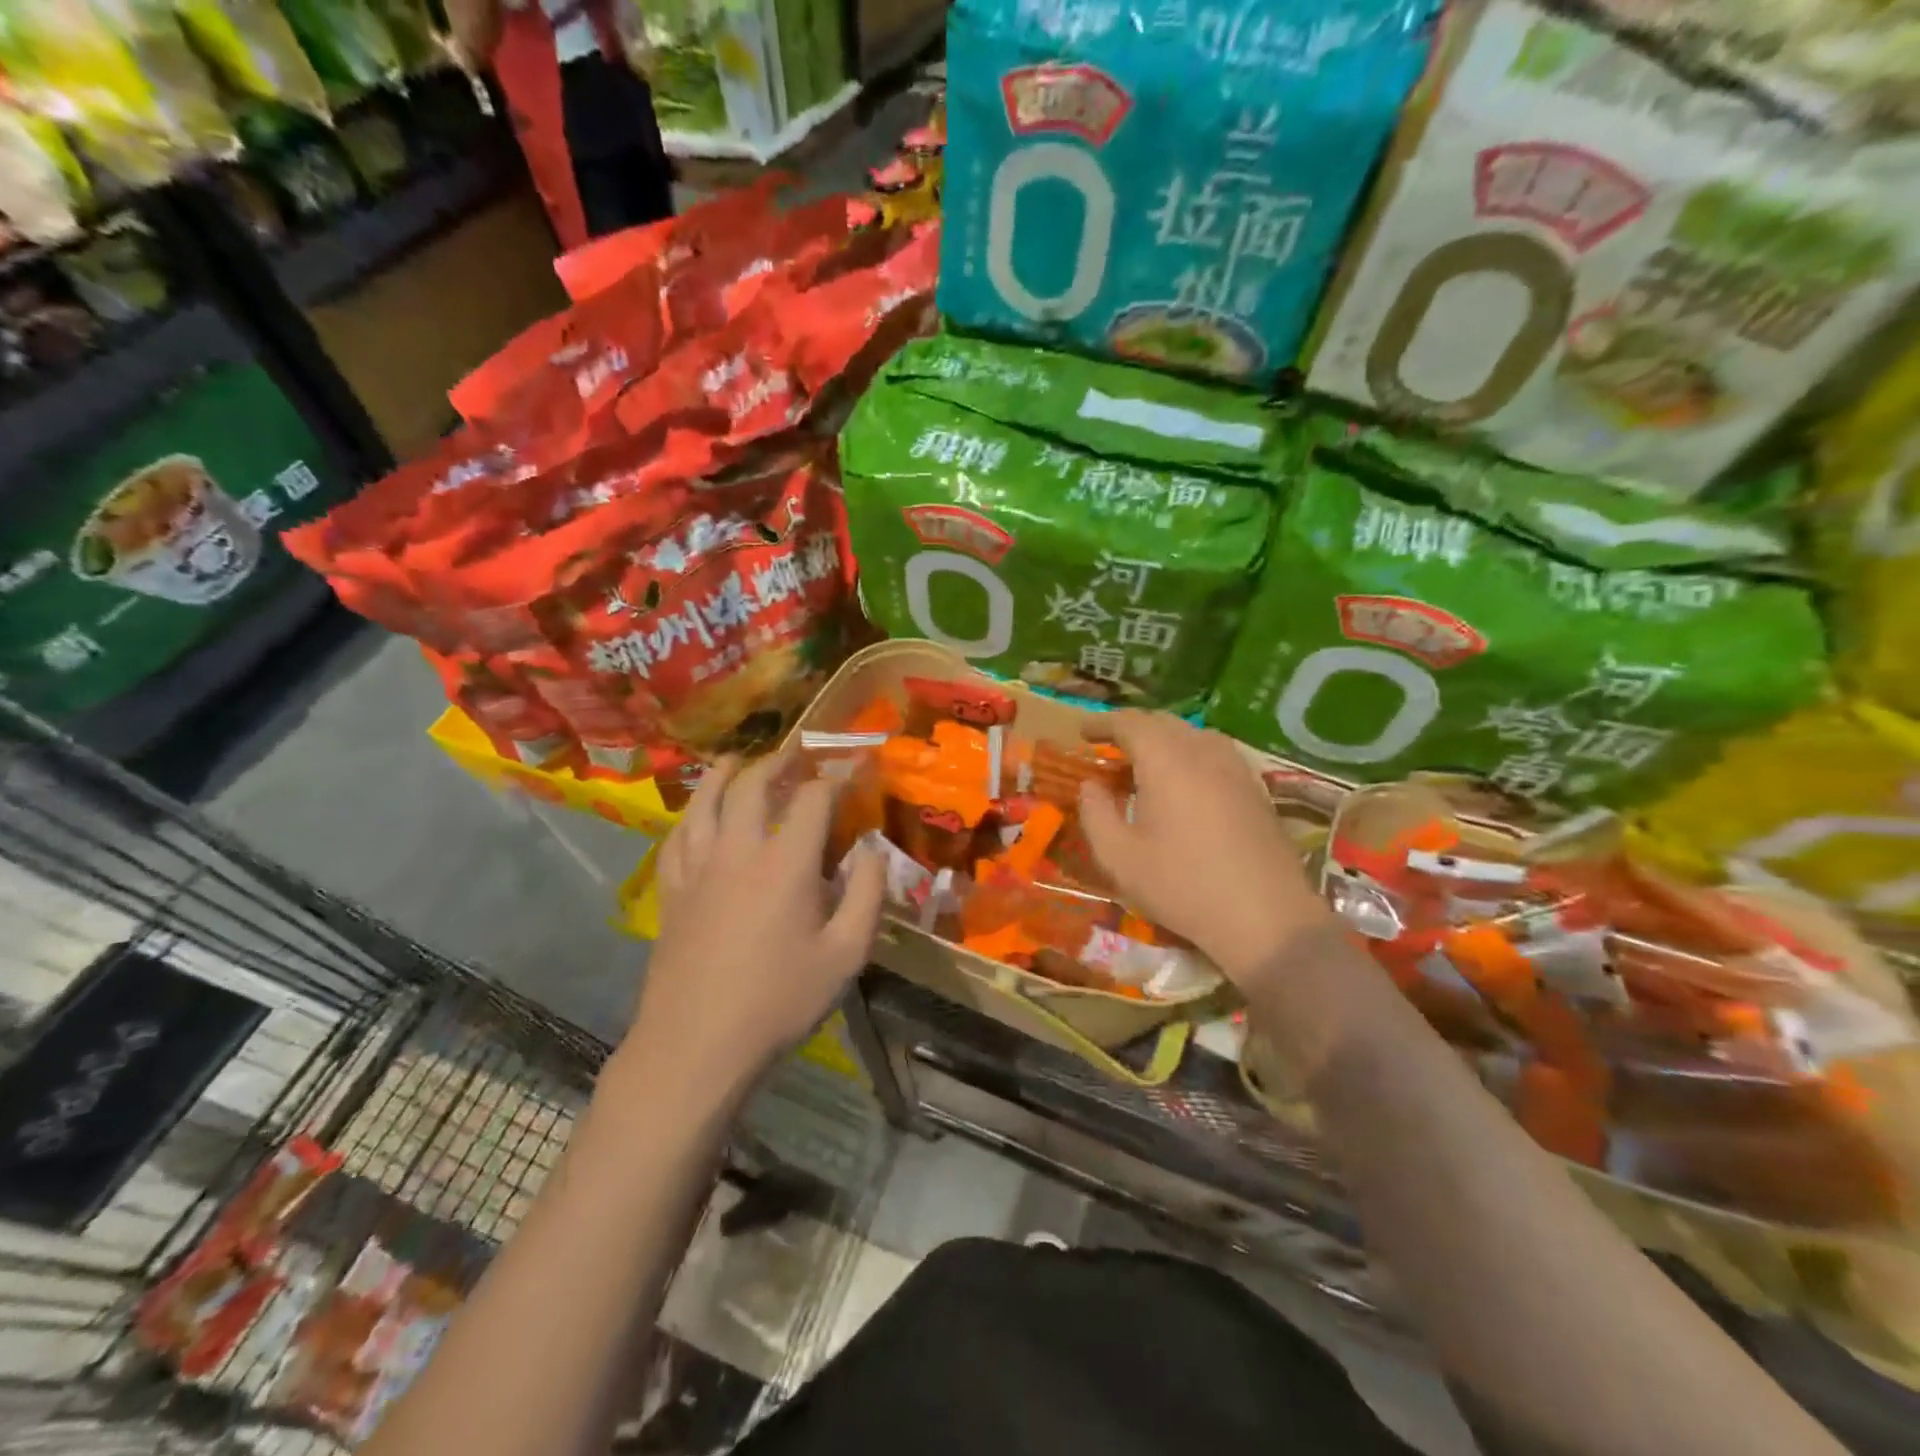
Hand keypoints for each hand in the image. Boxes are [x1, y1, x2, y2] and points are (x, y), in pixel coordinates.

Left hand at [628, 752, 884, 1093]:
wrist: (697, 1045)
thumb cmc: (779, 1002)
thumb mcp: (846, 955)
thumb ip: (868, 895)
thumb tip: (873, 850)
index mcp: (785, 863)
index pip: (813, 798)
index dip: (838, 776)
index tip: (855, 768)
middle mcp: (738, 850)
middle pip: (753, 784)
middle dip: (779, 761)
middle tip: (797, 753)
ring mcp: (698, 867)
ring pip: (705, 799)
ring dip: (725, 772)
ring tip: (739, 760)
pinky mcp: (672, 890)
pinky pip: (678, 834)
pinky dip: (692, 812)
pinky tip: (698, 814)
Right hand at [1076, 712, 1329, 989]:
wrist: (1266, 917)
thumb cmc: (1182, 885)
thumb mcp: (1119, 857)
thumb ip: (1095, 813)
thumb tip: (1091, 786)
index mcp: (1166, 760)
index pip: (1130, 723)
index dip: (1103, 722)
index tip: (1082, 731)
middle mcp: (1203, 751)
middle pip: (1163, 723)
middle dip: (1132, 729)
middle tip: (1109, 748)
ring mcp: (1236, 768)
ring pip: (1193, 735)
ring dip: (1163, 741)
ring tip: (1145, 765)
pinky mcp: (1256, 789)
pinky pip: (1215, 754)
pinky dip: (1190, 756)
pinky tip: (1185, 785)